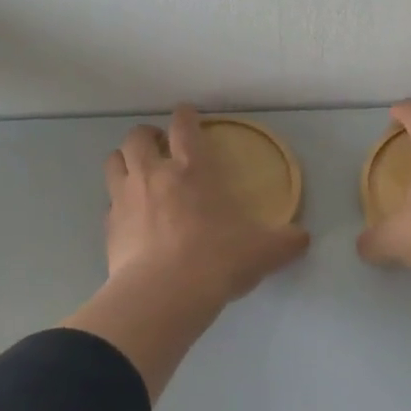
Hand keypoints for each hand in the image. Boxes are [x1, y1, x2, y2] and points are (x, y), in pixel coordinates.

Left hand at [102, 105, 310, 301]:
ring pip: (114, 161)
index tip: (187, 115)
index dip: (185, 115)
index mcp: (192, 169)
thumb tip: (303, 239)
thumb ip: (285, 242)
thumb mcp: (263, 251)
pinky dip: (118, 203)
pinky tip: (130, 218)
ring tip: (137, 172)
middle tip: (159, 146)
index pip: (184, 126)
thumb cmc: (217, 260)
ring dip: (125, 160)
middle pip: (137, 137)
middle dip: (147, 135)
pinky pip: (108, 203)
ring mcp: (125, 199)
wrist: (164, 295)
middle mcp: (153, 174)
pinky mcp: (108, 227)